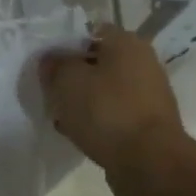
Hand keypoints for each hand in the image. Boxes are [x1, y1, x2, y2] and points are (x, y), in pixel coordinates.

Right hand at [38, 24, 189, 195]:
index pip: (90, 32)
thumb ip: (54, 64)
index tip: (47, 66)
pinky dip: (96, 121)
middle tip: (51, 93)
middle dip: (72, 77)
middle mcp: (143, 63)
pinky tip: (79, 134)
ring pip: (104, 91)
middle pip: (97, 63)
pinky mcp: (147, 123)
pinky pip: (113, 115)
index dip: (65, 46)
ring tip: (61, 117)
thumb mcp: (66, 80)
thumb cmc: (106, 111)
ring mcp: (148, 95)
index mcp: (127, 43)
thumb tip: (51, 60)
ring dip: (82, 102)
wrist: (148, 162)